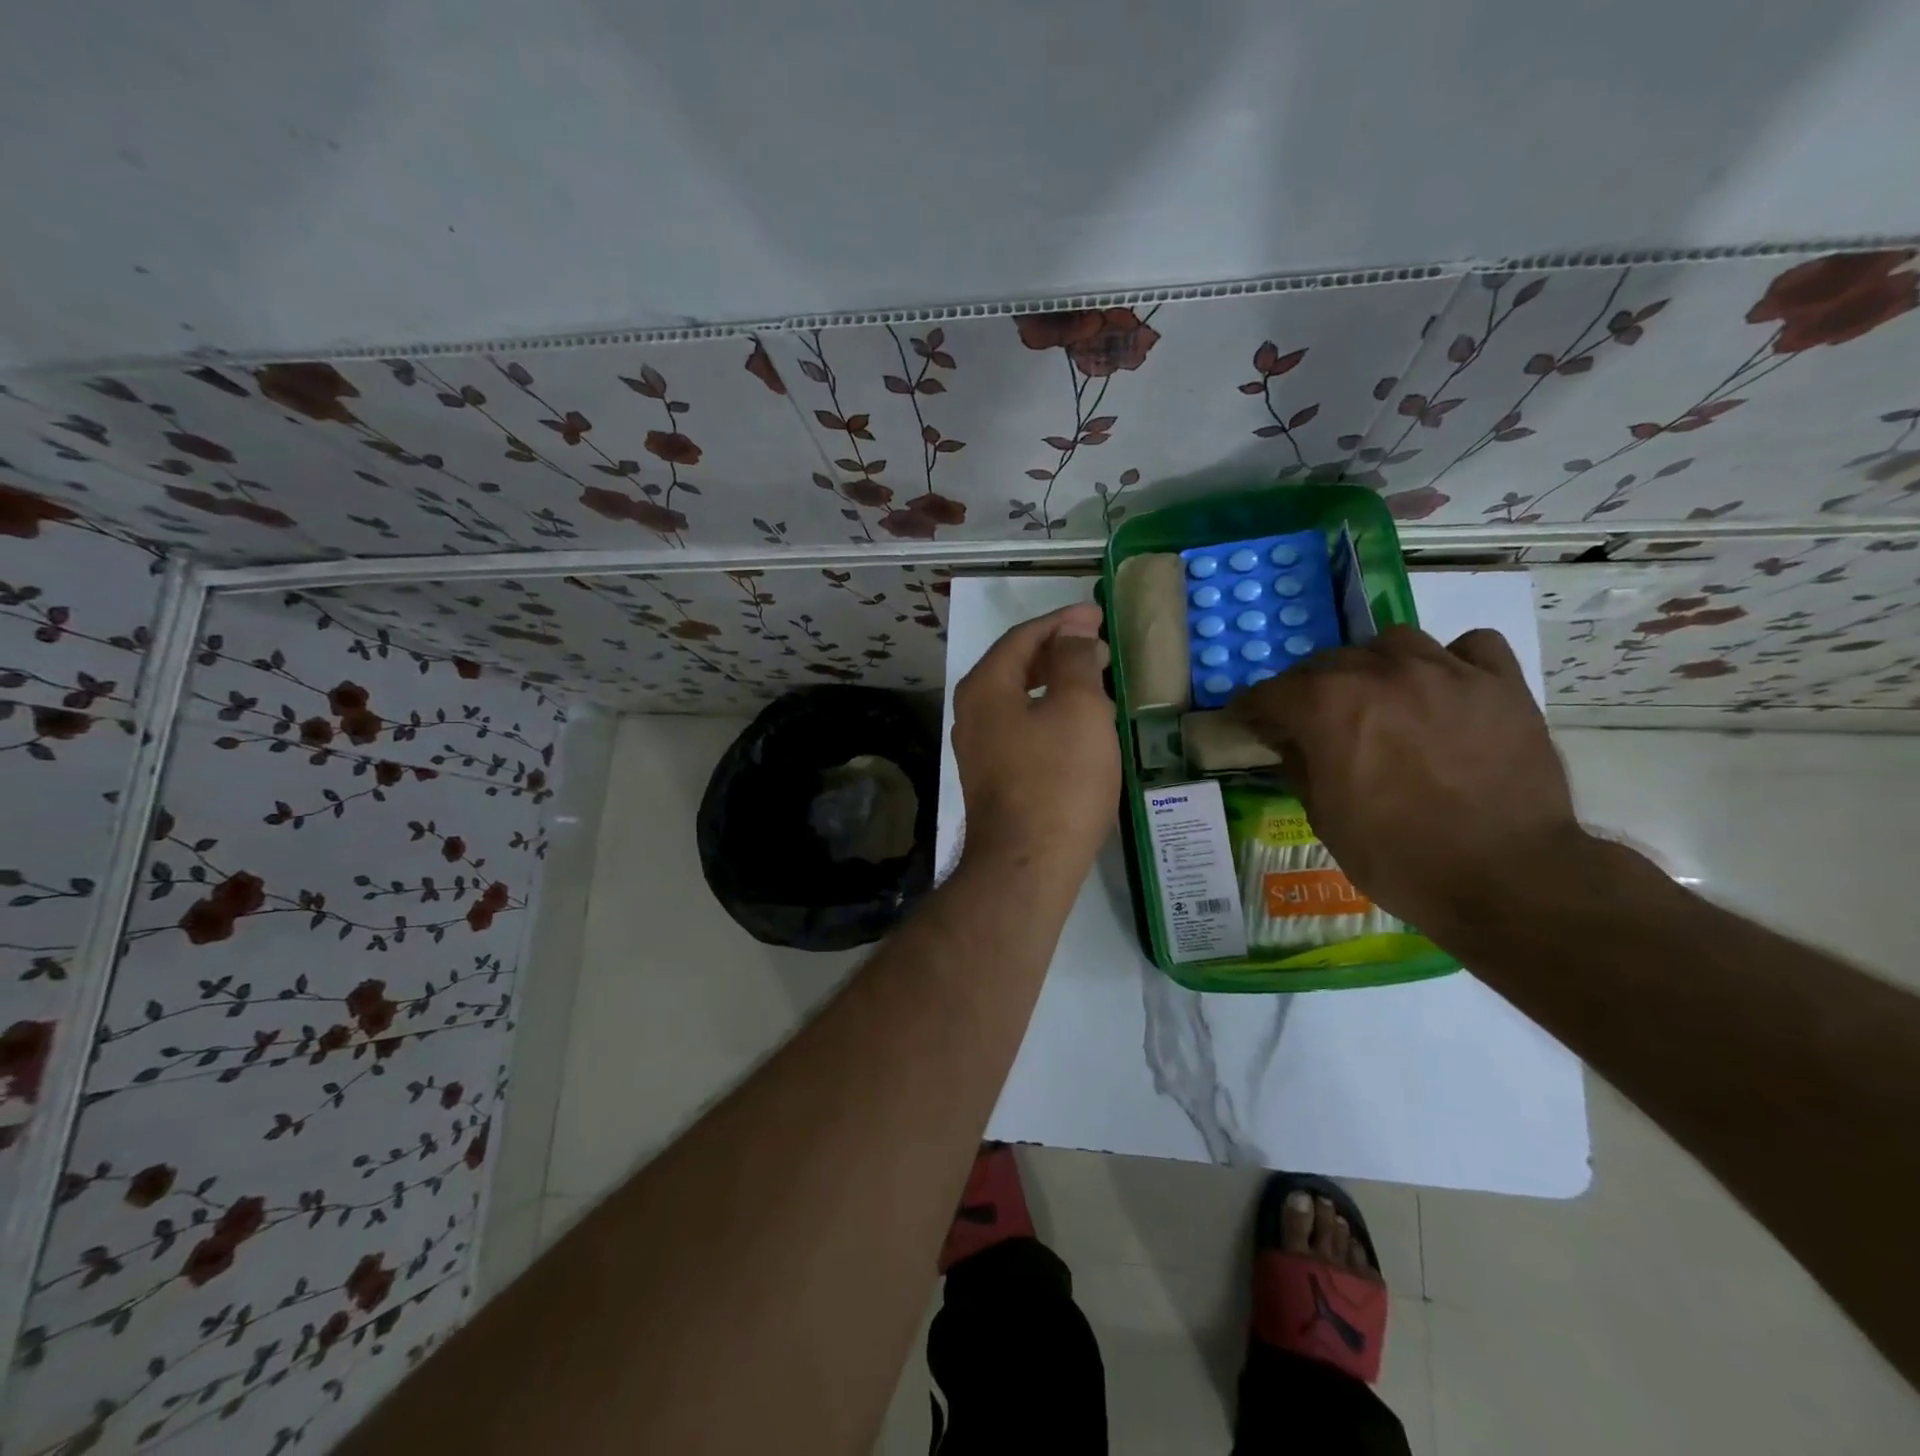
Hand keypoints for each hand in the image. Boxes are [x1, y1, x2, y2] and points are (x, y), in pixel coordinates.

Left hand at [951, 603, 1120, 876]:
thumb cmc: (1058, 779)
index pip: (1023, 637)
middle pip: (1015, 665)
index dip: (1062, 621)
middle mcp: (971, 712)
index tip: (1097, 616)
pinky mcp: (992, 776)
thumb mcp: (1078, 708)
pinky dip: (1047, 713)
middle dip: (1058, 650)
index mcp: (985, 687)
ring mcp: (978, 748)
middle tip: (1099, 646)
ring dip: (1054, 682)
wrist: (1027, 864)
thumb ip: (1074, 659)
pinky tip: (1075, 725)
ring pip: (1018, 698)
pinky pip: (1020, 727)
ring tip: (1093, 680)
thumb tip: (1071, 629)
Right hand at [1232, 626, 1586, 934]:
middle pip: (1327, 662)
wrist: (1507, 878)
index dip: (1254, 710)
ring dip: (1374, 665)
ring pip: (1393, 642)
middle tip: (1313, 721)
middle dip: (1309, 690)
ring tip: (1381, 696)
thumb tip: (1289, 741)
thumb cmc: (1398, 857)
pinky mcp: (1501, 683)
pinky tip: (1445, 688)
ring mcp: (1446, 672)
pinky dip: (1450, 661)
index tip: (1250, 723)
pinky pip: (1469, 647)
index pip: (1271, 692)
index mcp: (1327, 707)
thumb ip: (1300, 766)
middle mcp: (1380, 673)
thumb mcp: (1324, 818)